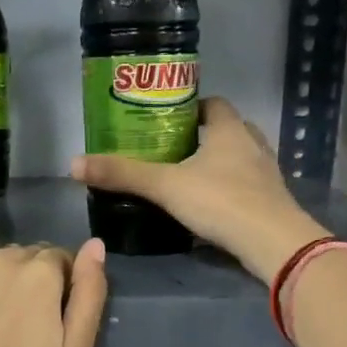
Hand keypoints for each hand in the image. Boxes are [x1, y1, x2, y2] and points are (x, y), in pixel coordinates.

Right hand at [70, 98, 328, 280]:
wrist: (272, 242)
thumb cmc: (221, 202)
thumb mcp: (166, 187)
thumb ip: (123, 175)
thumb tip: (74, 164)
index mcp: (229, 129)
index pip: (212, 104)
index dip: (191, 108)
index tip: (167, 120)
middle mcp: (253, 144)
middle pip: (227, 130)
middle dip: (202, 138)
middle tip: (172, 152)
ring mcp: (267, 174)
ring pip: (239, 159)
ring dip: (218, 164)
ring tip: (189, 179)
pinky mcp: (272, 201)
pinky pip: (247, 186)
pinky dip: (230, 190)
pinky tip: (212, 207)